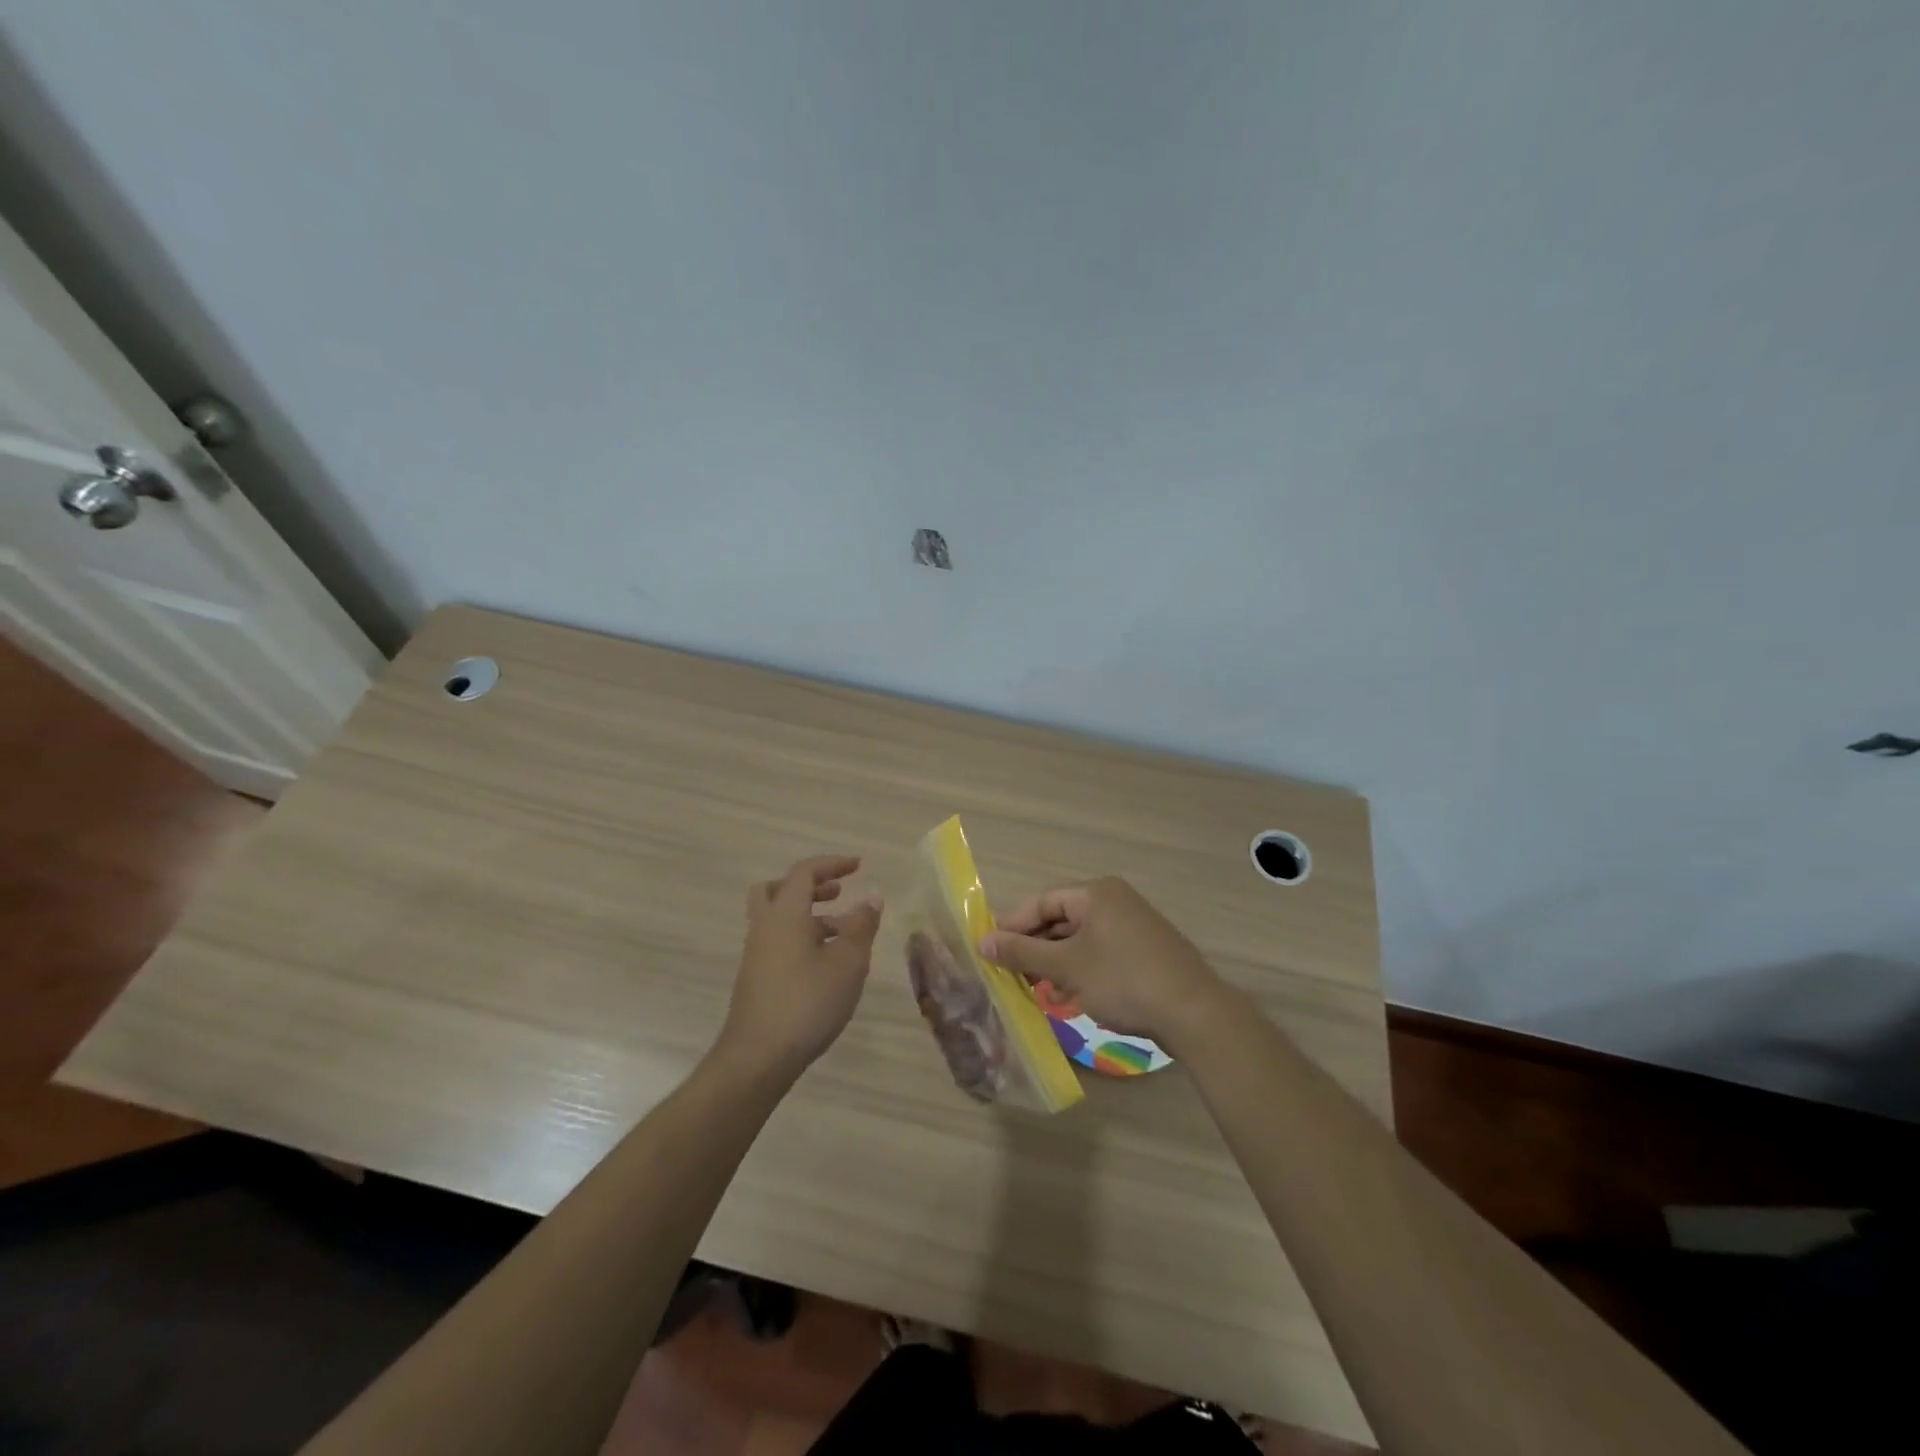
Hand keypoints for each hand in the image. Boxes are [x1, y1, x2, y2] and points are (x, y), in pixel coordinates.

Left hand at [715, 855, 882, 1081]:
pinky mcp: (756, 978)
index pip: (804, 872)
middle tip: (838, 893)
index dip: (832, 864)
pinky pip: (778, 941)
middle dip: (810, 885)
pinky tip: (826, 964)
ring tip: (843, 934)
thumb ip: (861, 926)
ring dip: (809, 915)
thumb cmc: (807, 1003)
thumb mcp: (848, 963)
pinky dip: (801, 938)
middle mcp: (765, 927)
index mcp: (785, 914)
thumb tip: (871, 898)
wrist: (758, 1057)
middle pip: (777, 889)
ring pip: (778, 918)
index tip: (859, 866)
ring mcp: (756, 954)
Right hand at [979, 877, 1229, 1046]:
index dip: (1013, 926)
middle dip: (1035, 947)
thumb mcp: (1067, 967)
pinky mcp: (1145, 952)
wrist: (1194, 1014)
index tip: (990, 951)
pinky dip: (1080, 970)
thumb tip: (983, 942)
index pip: (1043, 901)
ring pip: (1080, 940)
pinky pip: (1100, 954)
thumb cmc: (1123, 980)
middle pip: (1061, 919)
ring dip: (1055, 962)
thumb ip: (1023, 953)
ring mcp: (1134, 926)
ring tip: (1034, 989)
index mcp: (1097, 894)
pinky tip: (1068, 996)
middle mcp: (1116, 901)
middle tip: (1010, 973)